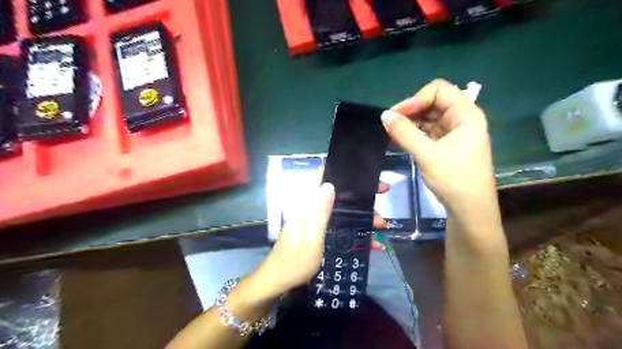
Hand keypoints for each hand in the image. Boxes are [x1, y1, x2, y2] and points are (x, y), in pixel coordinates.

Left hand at [252, 180, 386, 296]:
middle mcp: (311, 210)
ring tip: (381, 228)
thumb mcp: (311, 238)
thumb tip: (329, 184)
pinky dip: (355, 232)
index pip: (321, 179)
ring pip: (343, 213)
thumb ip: (320, 212)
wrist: (278, 283)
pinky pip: (340, 227)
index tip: (364, 179)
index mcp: (307, 207)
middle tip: (382, 200)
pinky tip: (371, 244)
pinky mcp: (318, 233)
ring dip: (362, 219)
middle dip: (362, 201)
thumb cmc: (295, 262)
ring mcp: (315, 222)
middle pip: (339, 197)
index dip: (342, 174)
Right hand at [379, 81, 495, 218]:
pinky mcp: (448, 145)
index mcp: (466, 115)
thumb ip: (404, 133)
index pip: (439, 90)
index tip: (396, 115)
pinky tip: (401, 140)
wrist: (470, 211)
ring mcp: (455, 133)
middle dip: (411, 110)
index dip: (416, 99)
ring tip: (392, 133)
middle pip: (433, 102)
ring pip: (429, 117)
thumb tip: (384, 115)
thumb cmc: (453, 180)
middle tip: (390, 124)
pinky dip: (414, 133)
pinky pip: (429, 131)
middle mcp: (462, 119)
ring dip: (411, 122)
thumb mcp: (427, 154)